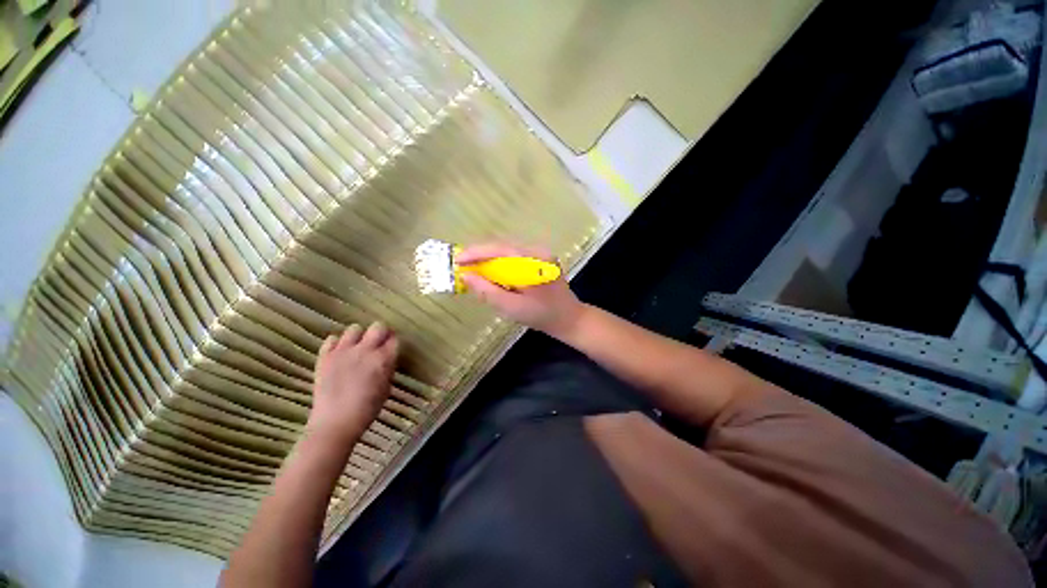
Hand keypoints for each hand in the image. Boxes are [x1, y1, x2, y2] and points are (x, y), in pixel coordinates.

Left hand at [307, 323, 398, 447]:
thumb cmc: (367, 409)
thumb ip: (387, 368)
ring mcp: (343, 352)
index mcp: (383, 359)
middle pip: (378, 327)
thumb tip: (385, 359)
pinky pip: (332, 339)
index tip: (391, 346)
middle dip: (380, 332)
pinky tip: (339, 353)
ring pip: (354, 329)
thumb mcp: (386, 387)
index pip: (394, 339)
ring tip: (357, 347)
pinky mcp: (325, 357)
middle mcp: (365, 350)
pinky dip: (337, 343)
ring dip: (359, 336)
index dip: (393, 342)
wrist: (335, 422)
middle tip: (377, 343)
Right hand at [458, 243, 586, 337]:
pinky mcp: (541, 260)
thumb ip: (488, 292)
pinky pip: (515, 257)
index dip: (476, 253)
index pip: (500, 249)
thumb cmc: (542, 316)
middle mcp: (538, 251)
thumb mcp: (512, 308)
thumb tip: (466, 276)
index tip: (457, 260)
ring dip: (489, 259)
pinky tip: (492, 273)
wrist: (570, 319)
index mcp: (533, 261)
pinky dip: (500, 263)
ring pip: (508, 251)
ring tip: (472, 269)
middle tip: (462, 266)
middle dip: (480, 255)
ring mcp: (541, 254)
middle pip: (503, 247)